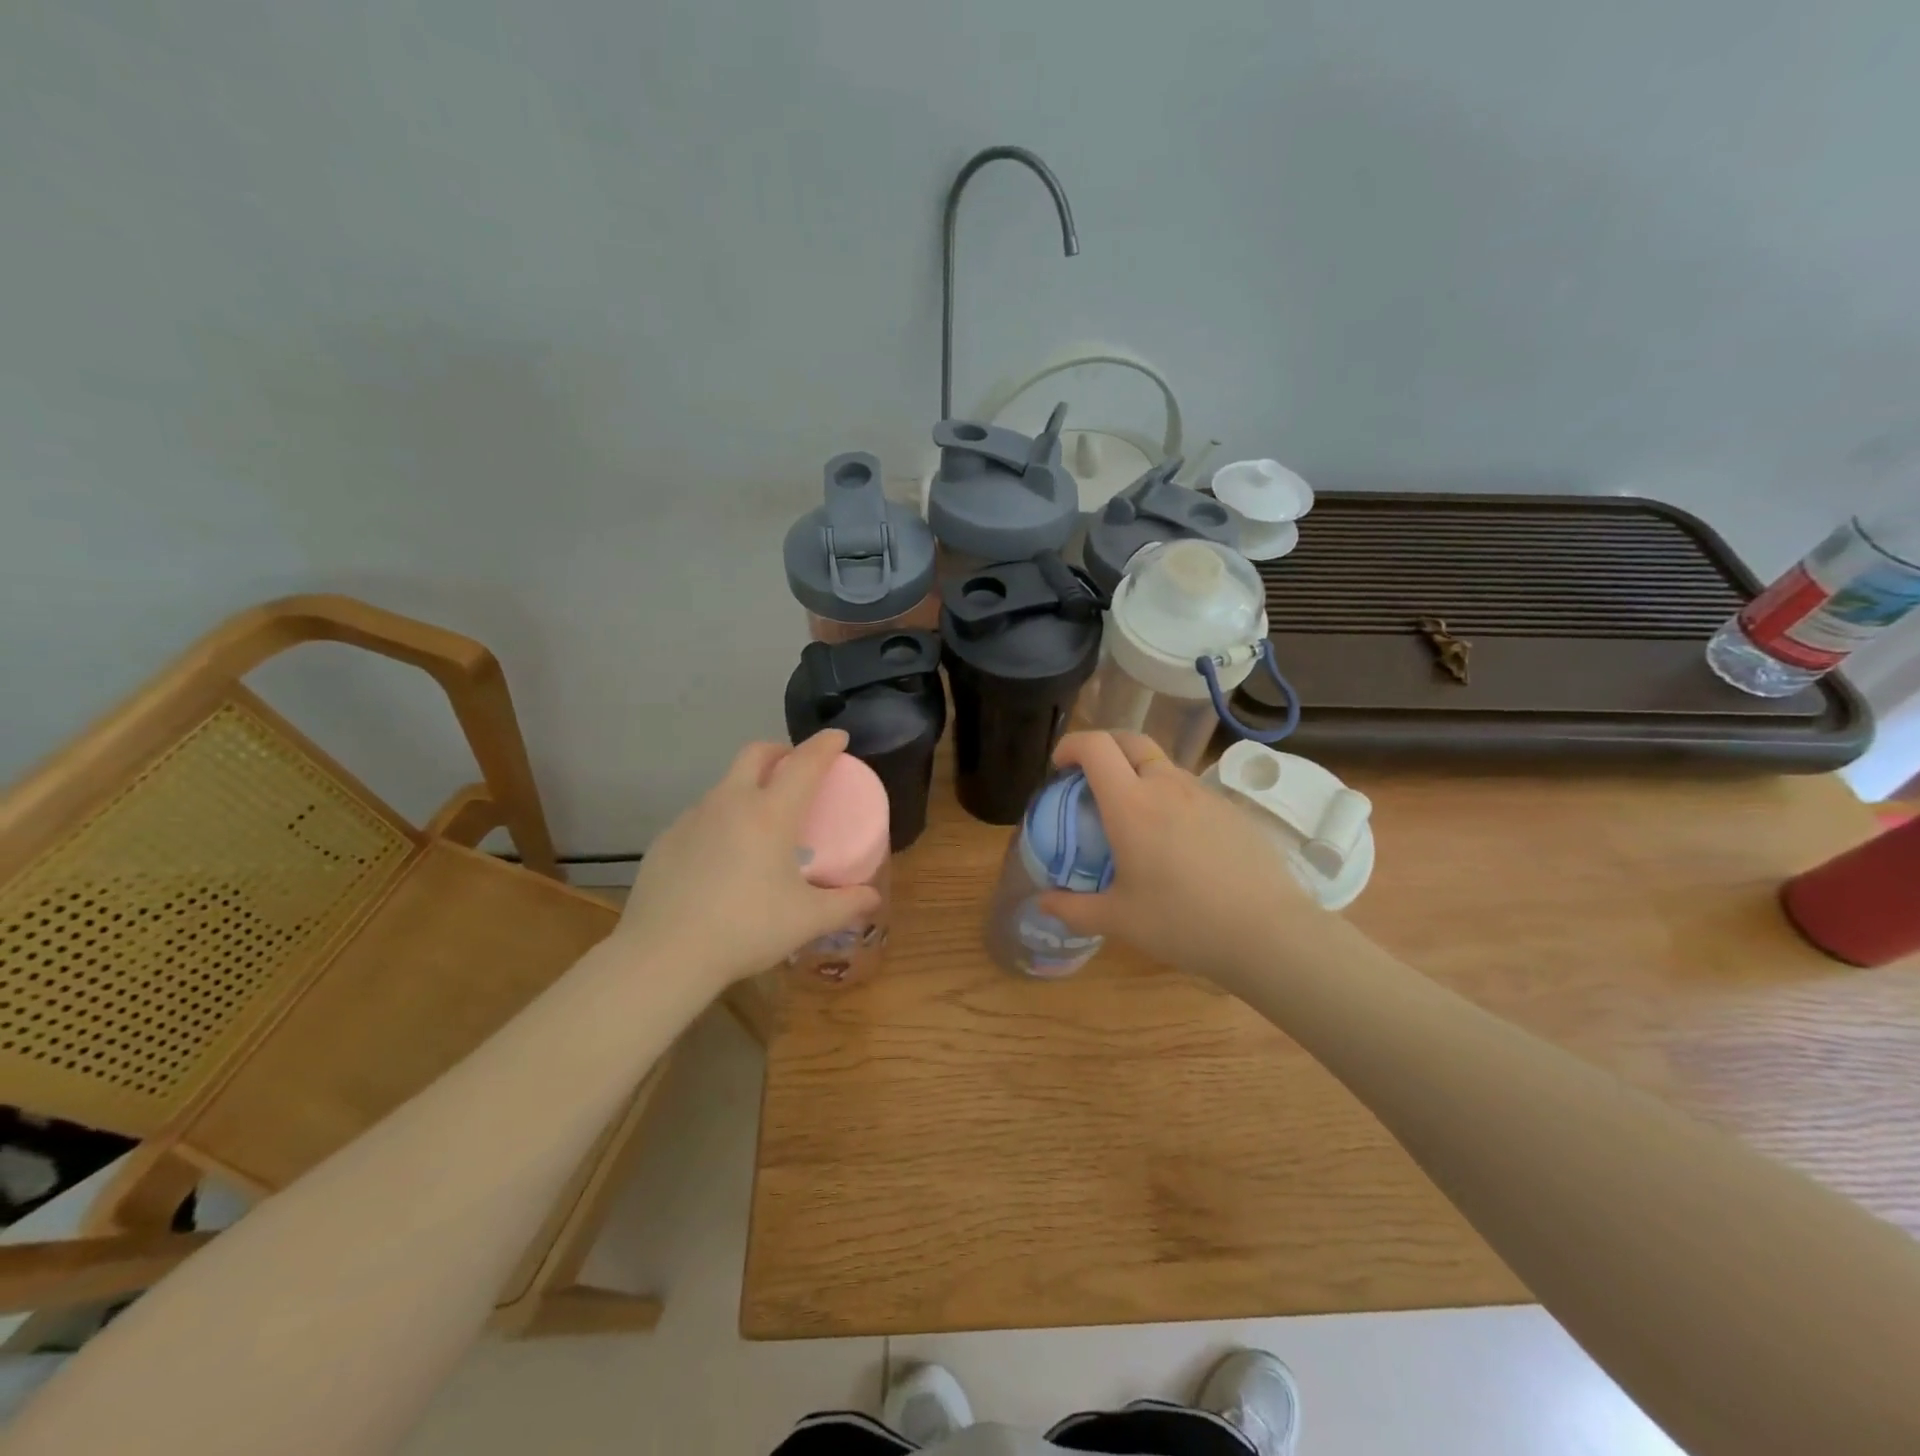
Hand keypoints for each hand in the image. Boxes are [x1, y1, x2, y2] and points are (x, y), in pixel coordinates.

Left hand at [613, 731, 882, 993]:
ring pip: (725, 785)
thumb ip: (845, 905)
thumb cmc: (746, 929)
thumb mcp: (807, 920)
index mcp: (770, 814)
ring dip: (748, 787)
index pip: (804, 763)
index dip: (825, 745)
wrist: (665, 954)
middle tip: (795, 768)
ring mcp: (692, 818)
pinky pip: (701, 816)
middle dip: (780, 751)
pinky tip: (723, 856)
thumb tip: (872, 899)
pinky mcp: (667, 840)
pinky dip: (721, 820)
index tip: (839, 737)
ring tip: (760, 821)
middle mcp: (730, 803)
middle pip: (756, 754)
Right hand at [1038, 731, 1326, 982]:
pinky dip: (1169, 797)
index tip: (1059, 767)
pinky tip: (1176, 841)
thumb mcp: (1118, 920)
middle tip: (1091, 779)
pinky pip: (1190, 789)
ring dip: (1138, 774)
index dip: (1071, 745)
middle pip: (1129, 740)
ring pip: (1162, 765)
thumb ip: (1073, 908)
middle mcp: (1166, 786)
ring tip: (1133, 816)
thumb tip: (1042, 902)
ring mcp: (1203, 794)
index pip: (1095, 747)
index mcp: (1130, 804)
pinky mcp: (1230, 809)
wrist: (1268, 931)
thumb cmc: (1183, 922)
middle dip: (1103, 747)